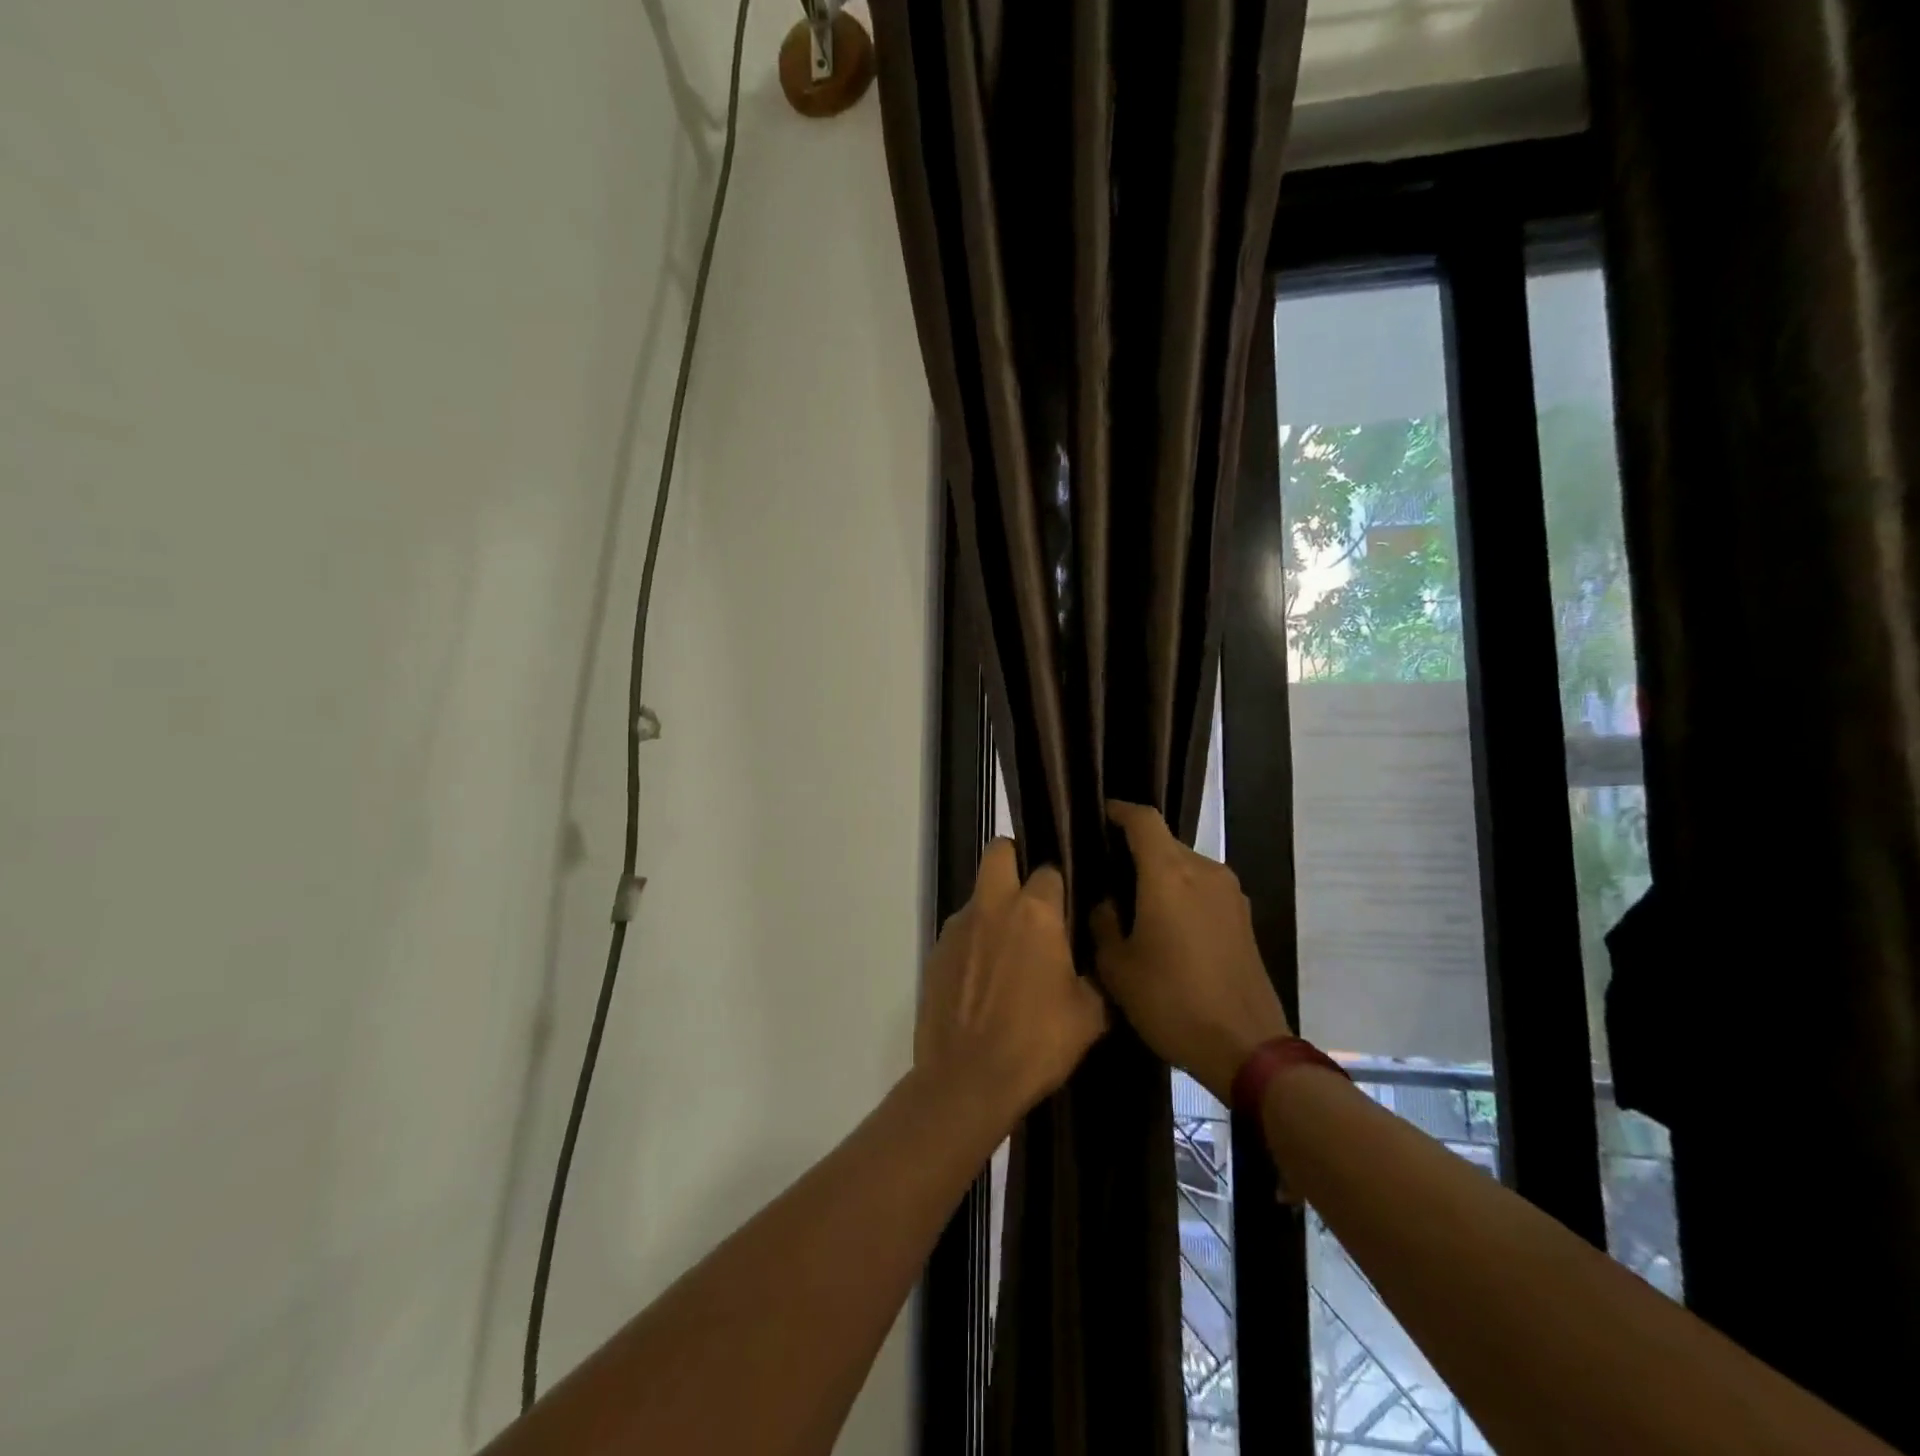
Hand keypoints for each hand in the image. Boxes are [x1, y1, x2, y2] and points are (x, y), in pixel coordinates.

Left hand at [916, 839, 1108, 1121]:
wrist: (967, 1081)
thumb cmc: (1037, 1043)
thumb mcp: (1089, 1015)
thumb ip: (1094, 976)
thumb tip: (1091, 964)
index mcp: (1035, 912)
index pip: (1049, 870)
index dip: (1060, 885)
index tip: (1067, 906)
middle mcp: (993, 906)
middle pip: (999, 852)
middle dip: (1014, 860)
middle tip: (1030, 896)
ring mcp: (958, 928)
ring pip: (978, 895)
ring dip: (994, 910)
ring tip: (1009, 953)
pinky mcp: (935, 952)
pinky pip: (961, 932)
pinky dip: (974, 943)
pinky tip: (984, 981)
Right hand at [1091, 801, 1291, 1103]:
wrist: (1247, 1048)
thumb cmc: (1172, 1002)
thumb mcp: (1118, 968)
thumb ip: (1103, 923)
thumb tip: (1106, 903)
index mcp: (1169, 874)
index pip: (1144, 820)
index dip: (1119, 811)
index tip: (1099, 815)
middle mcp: (1204, 871)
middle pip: (1165, 843)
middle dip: (1135, 850)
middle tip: (1106, 873)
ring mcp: (1230, 894)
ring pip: (1185, 867)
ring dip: (1159, 875)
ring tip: (1133, 903)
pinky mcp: (1244, 918)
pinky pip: (1203, 889)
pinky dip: (1180, 894)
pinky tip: (1165, 926)